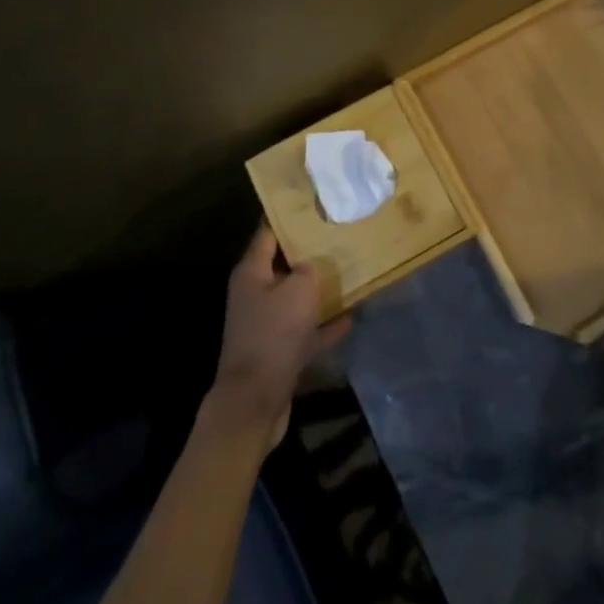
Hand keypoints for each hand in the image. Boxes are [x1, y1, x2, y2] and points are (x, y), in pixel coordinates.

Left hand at [208, 226, 350, 449]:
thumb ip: (309, 269)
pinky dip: (326, 324)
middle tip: (339, 233)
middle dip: (310, 251)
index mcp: (252, 272)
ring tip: (350, 271)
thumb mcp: (299, 290)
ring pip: (297, 297)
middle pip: (284, 264)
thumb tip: (312, 266)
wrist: (255, 401)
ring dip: (320, 288)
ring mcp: (266, 324)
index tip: (312, 201)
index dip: (288, 215)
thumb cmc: (274, 335)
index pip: (268, 232)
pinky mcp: (279, 351)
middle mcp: (255, 294)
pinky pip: (307, 329)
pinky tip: (352, 316)